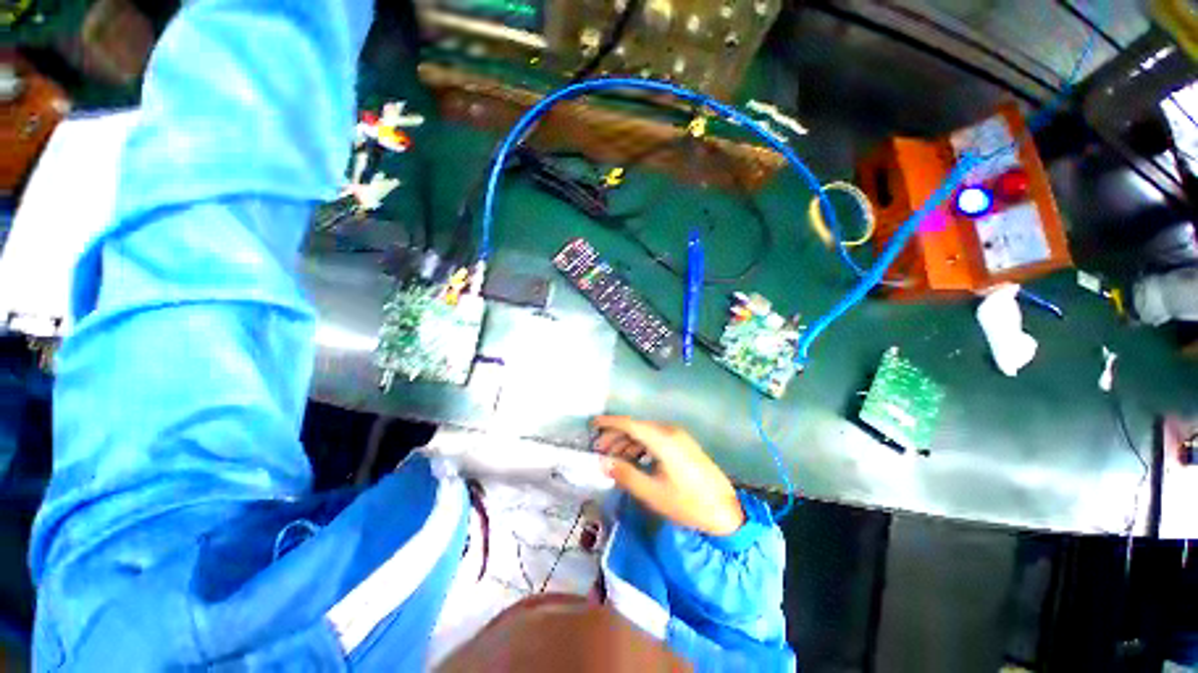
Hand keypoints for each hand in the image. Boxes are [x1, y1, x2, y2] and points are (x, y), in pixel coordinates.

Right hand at [592, 416, 744, 535]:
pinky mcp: (683, 445)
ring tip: (613, 458)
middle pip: (636, 427)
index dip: (609, 422)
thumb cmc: (688, 503)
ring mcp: (678, 437)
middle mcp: (669, 431)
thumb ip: (625, 474)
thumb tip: (602, 462)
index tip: (591, 424)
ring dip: (627, 443)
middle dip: (615, 436)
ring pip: (645, 433)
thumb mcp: (652, 492)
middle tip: (599, 450)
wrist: (727, 511)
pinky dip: (641, 447)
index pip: (629, 423)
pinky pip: (655, 439)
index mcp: (662, 439)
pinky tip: (633, 461)